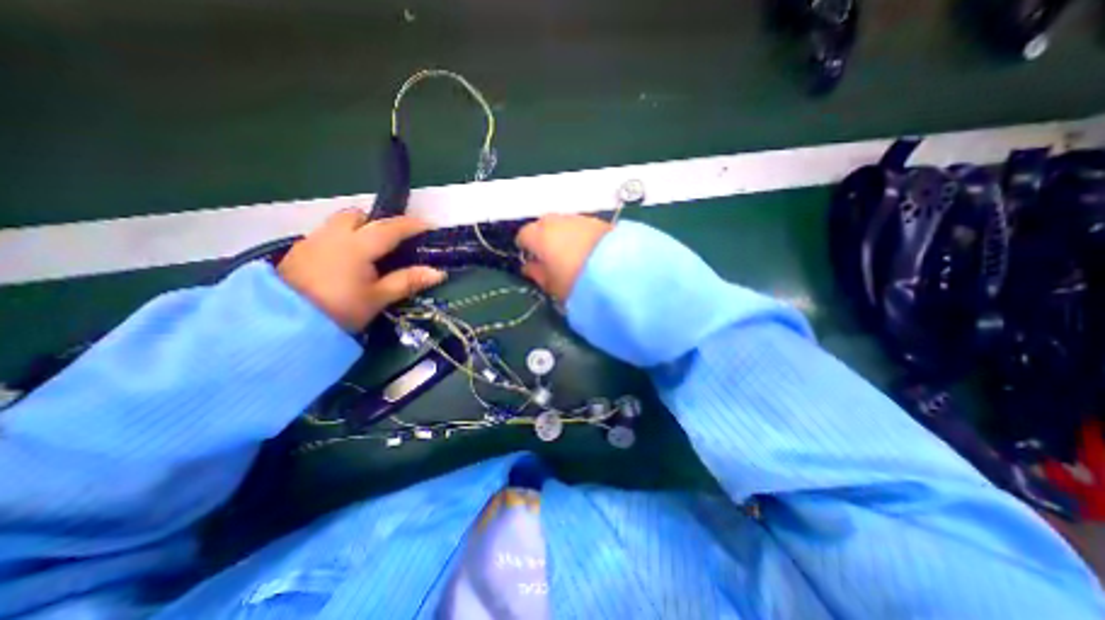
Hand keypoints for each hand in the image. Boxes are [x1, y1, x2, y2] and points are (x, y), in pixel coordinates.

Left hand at [279, 210, 446, 332]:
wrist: (282, 324)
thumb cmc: (339, 310)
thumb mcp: (378, 298)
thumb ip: (407, 281)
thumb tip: (439, 272)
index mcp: (356, 246)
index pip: (389, 228)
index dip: (411, 225)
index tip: (428, 225)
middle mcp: (333, 236)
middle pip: (358, 216)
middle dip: (377, 222)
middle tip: (392, 240)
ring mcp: (312, 241)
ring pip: (339, 223)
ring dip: (358, 228)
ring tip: (370, 251)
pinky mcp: (298, 251)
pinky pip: (326, 234)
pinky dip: (341, 239)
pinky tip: (345, 261)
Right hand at [515, 213, 612, 300]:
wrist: (618, 270)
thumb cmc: (576, 281)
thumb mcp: (552, 285)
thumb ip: (537, 274)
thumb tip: (529, 267)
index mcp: (539, 235)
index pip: (523, 235)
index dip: (526, 248)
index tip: (532, 261)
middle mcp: (556, 221)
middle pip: (542, 226)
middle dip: (543, 238)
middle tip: (550, 257)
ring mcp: (577, 218)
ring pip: (562, 224)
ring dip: (562, 235)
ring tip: (571, 254)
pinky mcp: (597, 220)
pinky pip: (580, 226)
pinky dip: (579, 235)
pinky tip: (587, 250)